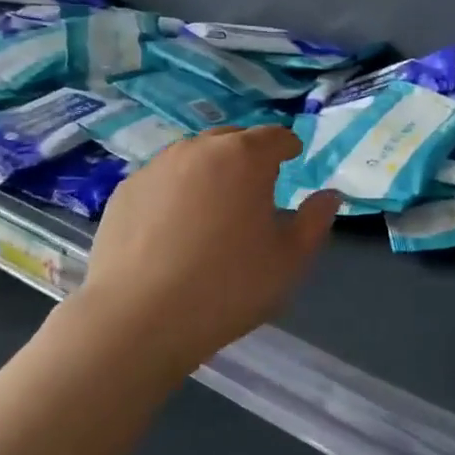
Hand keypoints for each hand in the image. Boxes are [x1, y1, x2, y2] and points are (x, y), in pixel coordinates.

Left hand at [60, 126, 338, 370]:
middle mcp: (199, 150)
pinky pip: (162, 181)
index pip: (275, 136)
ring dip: (210, 172)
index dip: (288, 147)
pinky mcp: (125, 192)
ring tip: (213, 208)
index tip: (292, 160)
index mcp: (245, 158)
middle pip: (232, 139)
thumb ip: (315, 221)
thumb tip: (330, 195)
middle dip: (248, 156)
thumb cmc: (228, 286)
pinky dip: (175, 193)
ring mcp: (156, 168)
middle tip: (255, 188)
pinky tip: (173, 229)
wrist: (138, 319)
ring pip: (193, 157)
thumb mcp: (289, 260)